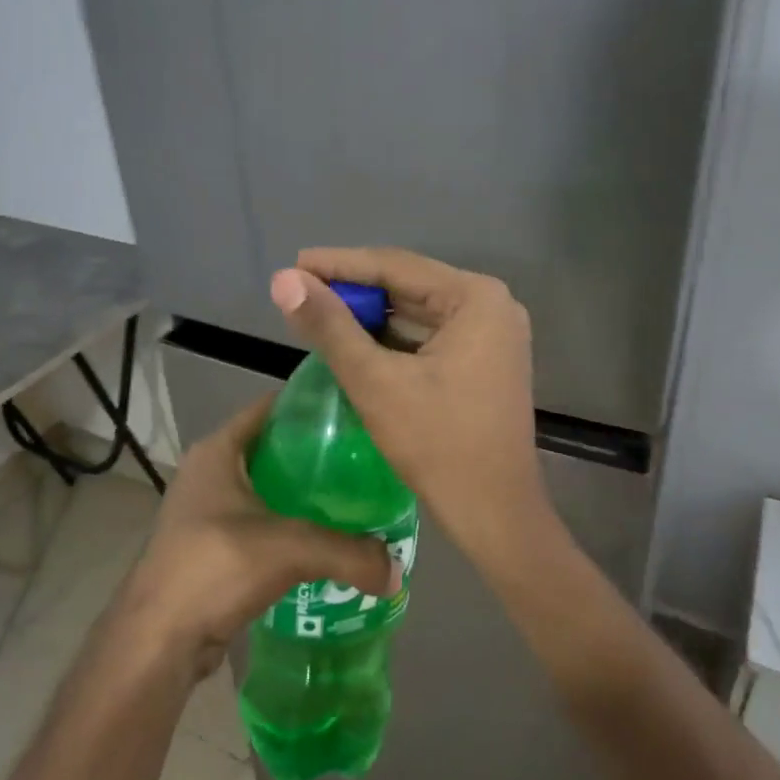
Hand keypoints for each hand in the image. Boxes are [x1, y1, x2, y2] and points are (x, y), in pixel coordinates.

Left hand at [121, 394, 399, 679]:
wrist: (158, 639)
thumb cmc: (215, 567)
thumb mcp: (290, 549)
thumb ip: (348, 553)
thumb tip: (396, 571)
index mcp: (218, 450)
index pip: (272, 407)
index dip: (311, 406)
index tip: (354, 413)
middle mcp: (209, 472)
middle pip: (273, 449)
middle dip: (316, 455)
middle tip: (363, 461)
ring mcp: (205, 510)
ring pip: (266, 489)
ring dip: (303, 495)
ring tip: (352, 500)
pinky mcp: (210, 546)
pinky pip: (260, 523)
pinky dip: (289, 527)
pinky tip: (323, 541)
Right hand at [269, 247, 550, 563]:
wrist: (494, 514)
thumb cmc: (438, 444)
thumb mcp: (375, 381)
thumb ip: (329, 326)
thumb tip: (284, 280)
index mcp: (476, 298)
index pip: (396, 266)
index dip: (339, 264)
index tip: (294, 265)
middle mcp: (493, 306)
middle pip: (409, 286)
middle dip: (354, 290)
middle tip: (300, 291)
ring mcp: (494, 335)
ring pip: (418, 312)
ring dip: (371, 315)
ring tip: (319, 313)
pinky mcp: (486, 362)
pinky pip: (431, 337)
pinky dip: (394, 339)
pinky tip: (356, 342)